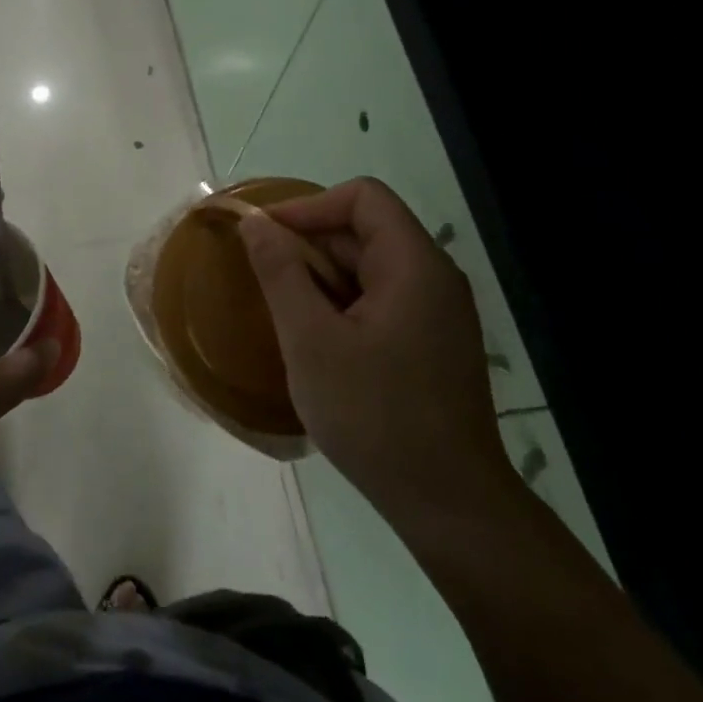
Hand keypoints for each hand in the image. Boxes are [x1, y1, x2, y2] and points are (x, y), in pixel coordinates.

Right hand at [238, 178, 518, 526]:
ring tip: (283, 314)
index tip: (265, 236)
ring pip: (369, 270)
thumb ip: (280, 273)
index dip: (309, 206)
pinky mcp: (432, 344)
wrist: (448, 503)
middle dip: (309, 246)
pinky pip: (380, 302)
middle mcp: (434, 279)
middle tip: (263, 280)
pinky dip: (342, 306)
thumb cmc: (375, 415)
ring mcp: (437, 314)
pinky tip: (316, 342)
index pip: (363, 198)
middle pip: (366, 232)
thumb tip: (254, 223)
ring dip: (322, 280)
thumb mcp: (311, 340)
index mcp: (415, 266)